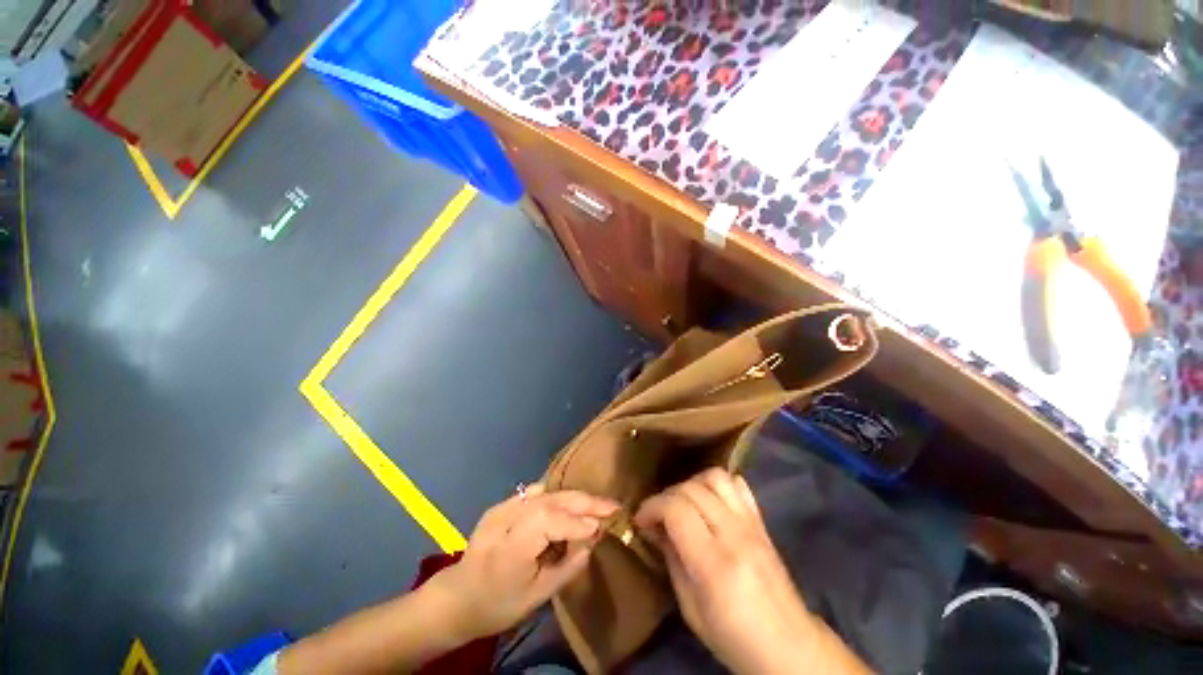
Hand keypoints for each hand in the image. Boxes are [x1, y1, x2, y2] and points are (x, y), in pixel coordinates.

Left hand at [433, 484, 618, 640]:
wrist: (458, 597)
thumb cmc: (498, 605)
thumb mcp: (536, 597)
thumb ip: (567, 567)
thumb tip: (593, 540)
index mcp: (509, 550)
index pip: (547, 522)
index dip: (576, 521)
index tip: (602, 525)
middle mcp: (503, 522)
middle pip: (548, 502)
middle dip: (583, 501)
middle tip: (611, 505)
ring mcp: (500, 509)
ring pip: (545, 494)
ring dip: (574, 497)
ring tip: (597, 504)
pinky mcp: (501, 504)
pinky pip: (534, 494)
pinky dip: (557, 496)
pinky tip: (571, 502)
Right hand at [634, 469, 817, 674]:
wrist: (790, 647)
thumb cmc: (734, 638)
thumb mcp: (690, 609)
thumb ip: (672, 560)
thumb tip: (655, 528)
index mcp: (713, 563)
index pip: (675, 509)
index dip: (651, 506)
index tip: (641, 520)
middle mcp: (733, 534)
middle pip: (691, 489)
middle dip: (665, 496)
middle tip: (657, 516)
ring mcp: (751, 524)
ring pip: (715, 477)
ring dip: (691, 484)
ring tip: (682, 504)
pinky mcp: (761, 522)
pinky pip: (738, 485)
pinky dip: (718, 484)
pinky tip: (709, 500)